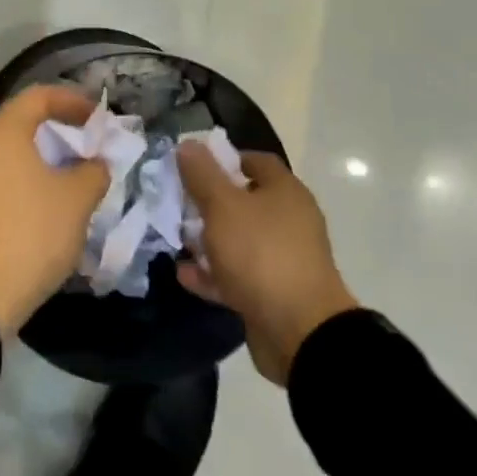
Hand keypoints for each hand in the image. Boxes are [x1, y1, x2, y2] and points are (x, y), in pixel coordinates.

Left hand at [0, 85, 108, 336]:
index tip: (98, 120)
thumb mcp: (76, 201)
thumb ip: (93, 172)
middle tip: (81, 151)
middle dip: (52, 134)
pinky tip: (31, 210)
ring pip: (0, 155)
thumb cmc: (29, 234)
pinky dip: (12, 184)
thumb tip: (94, 164)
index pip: (38, 96)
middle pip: (16, 124)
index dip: (73, 102)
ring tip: (60, 183)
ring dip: (31, 161)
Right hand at [176, 143, 359, 385]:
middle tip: (178, 204)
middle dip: (209, 202)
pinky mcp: (272, 293)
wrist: (299, 331)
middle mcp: (289, 221)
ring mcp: (282, 259)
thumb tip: (188, 144)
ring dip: (208, 240)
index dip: (224, 159)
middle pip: (244, 201)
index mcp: (285, 192)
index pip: (255, 161)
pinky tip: (184, 275)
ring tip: (176, 239)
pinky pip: (237, 275)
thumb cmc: (261, 253)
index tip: (193, 166)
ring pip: (239, 240)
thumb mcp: (223, 206)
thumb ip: (202, 174)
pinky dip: (212, 273)